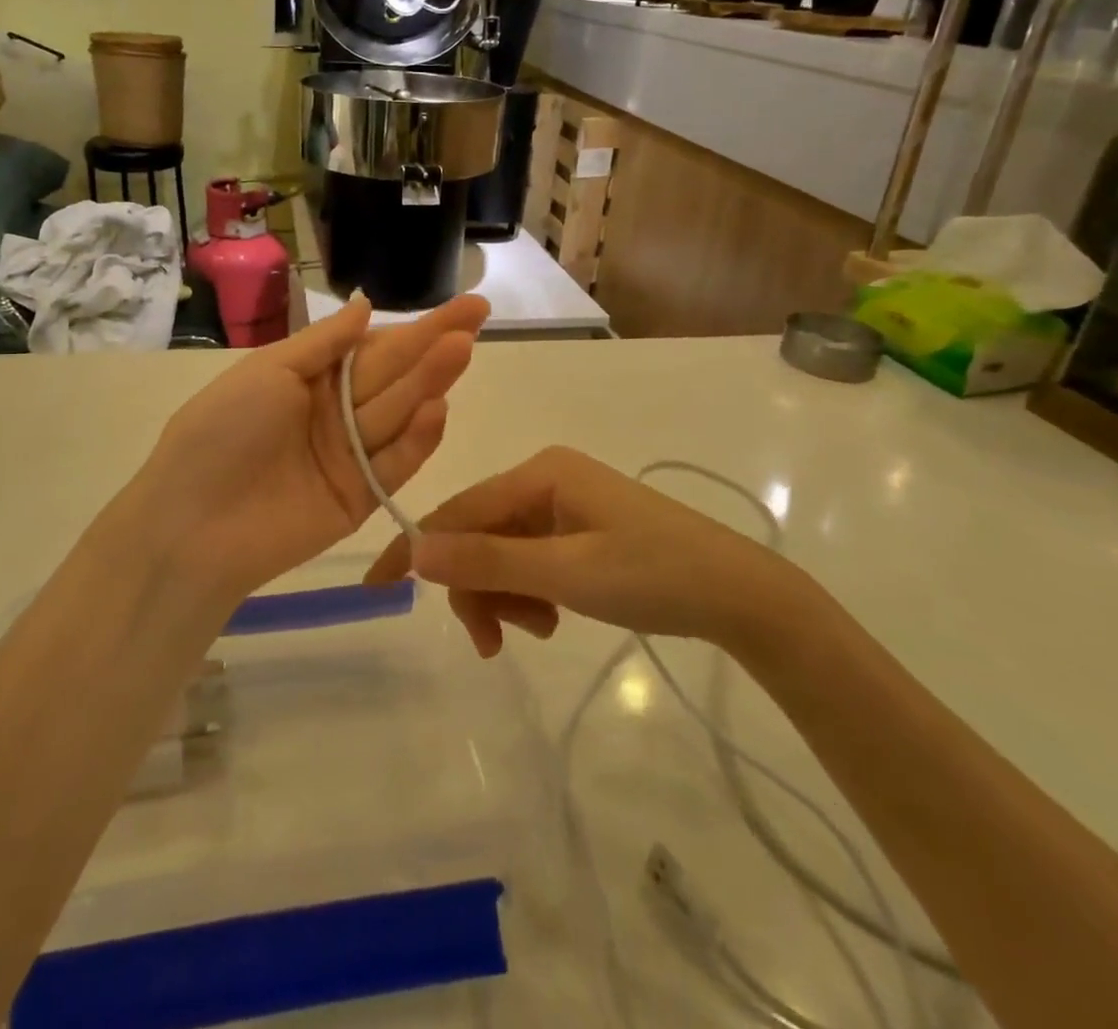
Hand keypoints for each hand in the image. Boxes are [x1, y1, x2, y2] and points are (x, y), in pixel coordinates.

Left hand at [112, 294, 489, 604]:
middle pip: (394, 375)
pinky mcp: (361, 499)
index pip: (374, 347)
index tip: (461, 308)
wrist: (191, 526)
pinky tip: (439, 409)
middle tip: (477, 316)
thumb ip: (323, 342)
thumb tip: (367, 305)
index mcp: (311, 378)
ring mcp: (350, 457)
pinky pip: (394, 465)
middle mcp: (336, 413)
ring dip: (430, 382)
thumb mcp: (267, 372)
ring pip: (398, 413)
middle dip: (433, 345)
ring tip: (461, 349)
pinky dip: (417, 440)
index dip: (416, 327)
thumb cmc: (221, 433)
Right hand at [364, 446, 794, 656]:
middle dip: (478, 588)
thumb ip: (487, 561)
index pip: (458, 509)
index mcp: (540, 472)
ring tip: (539, 631)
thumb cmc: (653, 575)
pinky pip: (531, 558)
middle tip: (492, 645)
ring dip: (507, 595)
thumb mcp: (564, 574)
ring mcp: (564, 503)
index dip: (417, 550)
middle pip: (479, 533)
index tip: (377, 589)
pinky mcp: (580, 528)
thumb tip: (414, 552)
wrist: (740, 596)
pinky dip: (530, 591)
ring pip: (503, 551)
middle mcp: (546, 478)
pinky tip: (553, 617)